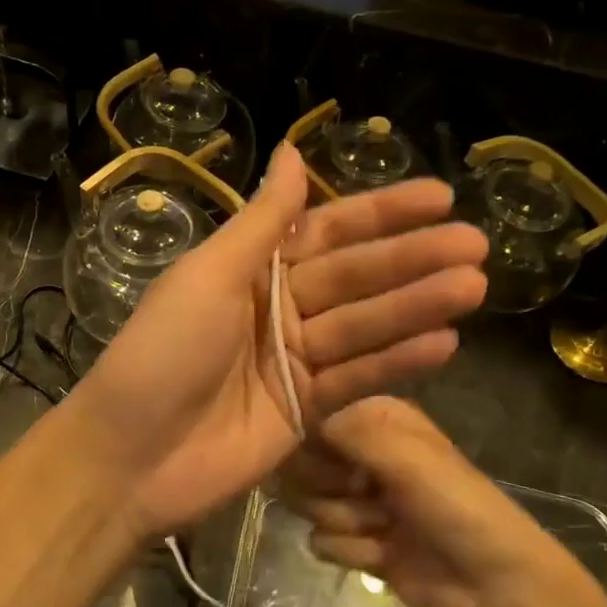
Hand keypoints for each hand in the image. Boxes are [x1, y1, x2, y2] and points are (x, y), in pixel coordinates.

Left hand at [69, 144, 486, 537]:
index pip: (328, 231)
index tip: (439, 196)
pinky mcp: (307, 410)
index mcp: (252, 269)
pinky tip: (445, 342)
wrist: (130, 457)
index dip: (382, 213)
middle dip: (413, 259)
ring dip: (419, 306)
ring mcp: (295, 360)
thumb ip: (261, 221)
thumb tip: (293, 150)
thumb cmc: (162, 353)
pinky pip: (359, 377)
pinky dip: (399, 361)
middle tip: (476, 244)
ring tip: (474, 286)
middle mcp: (278, 307)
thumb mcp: (208, 275)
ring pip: (366, 325)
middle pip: (356, 277)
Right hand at [281, 397, 580, 606]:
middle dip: (327, 487)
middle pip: (303, 464)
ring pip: (307, 503)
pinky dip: (349, 551)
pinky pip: (321, 541)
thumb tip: (296, 425)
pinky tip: (382, 556)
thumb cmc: (456, 507)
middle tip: (364, 496)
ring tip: (381, 528)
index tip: (336, 464)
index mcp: (379, 420)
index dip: (315, 444)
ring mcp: (360, 500)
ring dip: (342, 521)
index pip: (315, 419)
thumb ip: (348, 431)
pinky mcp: (359, 542)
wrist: (496, 588)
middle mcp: (365, 454)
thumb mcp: (406, 456)